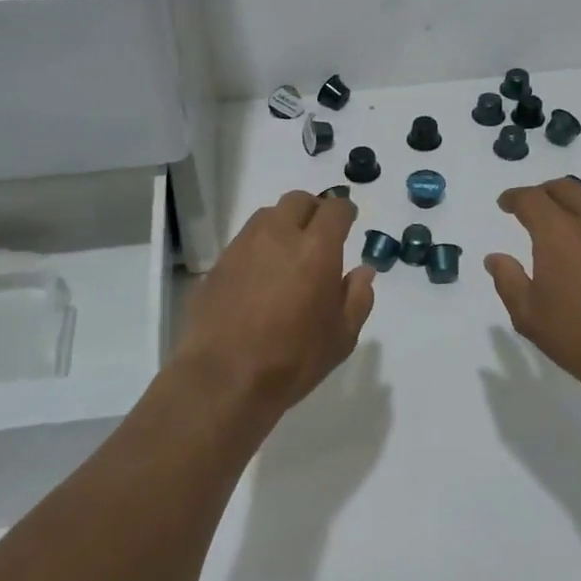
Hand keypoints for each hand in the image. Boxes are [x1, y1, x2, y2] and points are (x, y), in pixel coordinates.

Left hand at [172, 191, 375, 414]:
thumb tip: (362, 271)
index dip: (344, 212)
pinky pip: (245, 240)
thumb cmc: (293, 360)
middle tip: (320, 235)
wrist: (223, 379)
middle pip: (298, 200)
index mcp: (316, 249)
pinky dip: (259, 246)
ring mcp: (243, 246)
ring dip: (284, 224)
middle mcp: (278, 235)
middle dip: (313, 210)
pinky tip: (261, 275)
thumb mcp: (342, 337)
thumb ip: (358, 298)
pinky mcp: (218, 264)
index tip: (348, 223)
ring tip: (289, 253)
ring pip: (268, 215)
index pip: (334, 209)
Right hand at [485, 178, 580, 402]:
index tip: (504, 205)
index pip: (531, 199)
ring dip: (568, 205)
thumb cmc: (580, 337)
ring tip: (557, 227)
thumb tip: (496, 258)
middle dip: (541, 192)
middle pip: (564, 188)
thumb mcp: (529, 315)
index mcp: (558, 232)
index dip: (513, 198)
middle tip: (528, 208)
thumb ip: (508, 280)